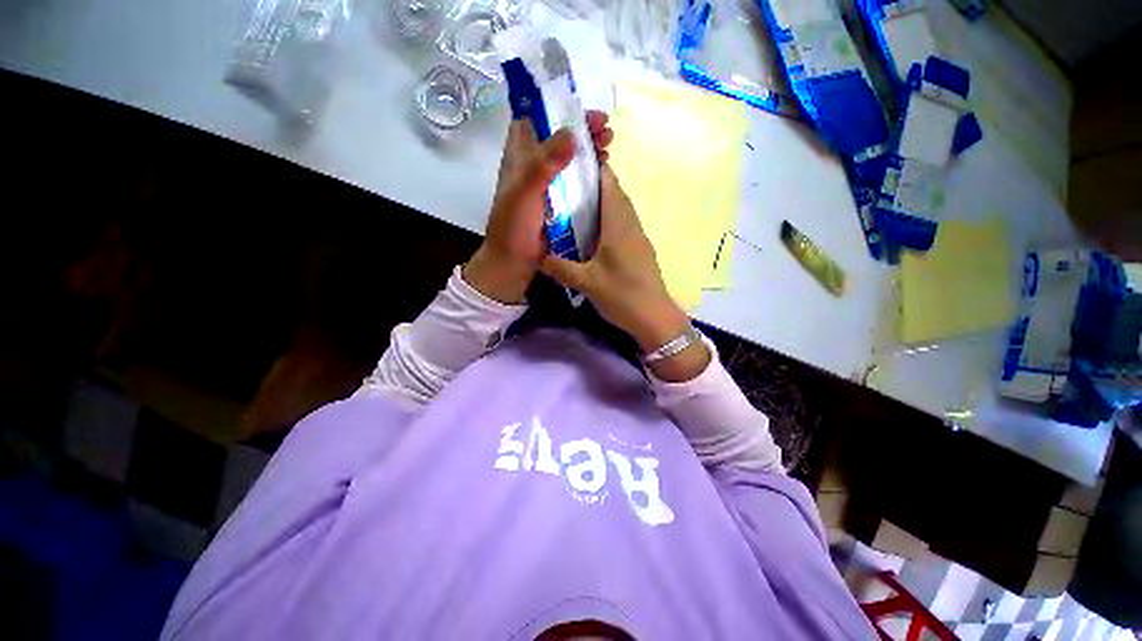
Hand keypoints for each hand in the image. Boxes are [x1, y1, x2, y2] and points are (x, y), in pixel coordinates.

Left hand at [463, 111, 613, 303]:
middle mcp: (535, 164)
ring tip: (609, 145)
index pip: (537, 117)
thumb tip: (572, 134)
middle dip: (582, 128)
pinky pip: (578, 180)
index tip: (582, 107)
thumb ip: (544, 163)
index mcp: (520, 155)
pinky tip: (605, 170)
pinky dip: (591, 172)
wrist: (515, 261)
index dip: (558, 107)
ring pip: (571, 158)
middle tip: (605, 127)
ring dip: (590, 149)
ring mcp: (550, 183)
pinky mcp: (561, 201)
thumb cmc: (514, 225)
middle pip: (560, 136)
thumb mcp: (525, 191)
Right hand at [539, 165, 710, 381]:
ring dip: (602, 202)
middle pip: (615, 192)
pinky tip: (594, 233)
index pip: (609, 182)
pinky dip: (608, 219)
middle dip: (594, 183)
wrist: (654, 317)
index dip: (594, 167)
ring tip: (576, 206)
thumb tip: (538, 257)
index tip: (573, 163)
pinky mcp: (640, 249)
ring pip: (620, 208)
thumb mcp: (586, 283)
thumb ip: (560, 267)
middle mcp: (630, 224)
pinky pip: (623, 224)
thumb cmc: (622, 295)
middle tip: (567, 186)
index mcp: (618, 224)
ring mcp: (638, 236)